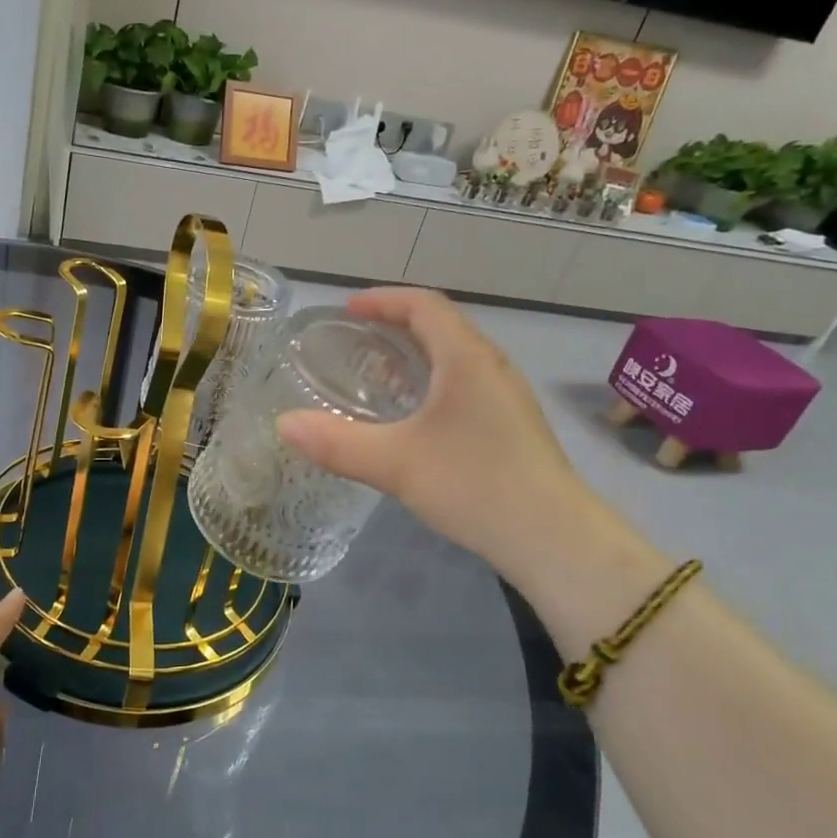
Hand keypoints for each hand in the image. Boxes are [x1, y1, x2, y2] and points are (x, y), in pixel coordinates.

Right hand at [276, 288, 612, 592]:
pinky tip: (413, 418)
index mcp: (466, 358)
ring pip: (455, 357)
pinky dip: (432, 382)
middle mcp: (491, 366)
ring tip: (377, 375)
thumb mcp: (395, 463)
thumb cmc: (474, 484)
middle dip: (396, 324)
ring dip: (415, 354)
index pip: (423, 305)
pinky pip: (465, 383)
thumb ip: (336, 442)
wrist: (553, 537)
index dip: (383, 300)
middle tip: (355, 340)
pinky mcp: (512, 424)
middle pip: (441, 325)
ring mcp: (507, 396)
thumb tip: (284, 424)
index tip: (346, 309)